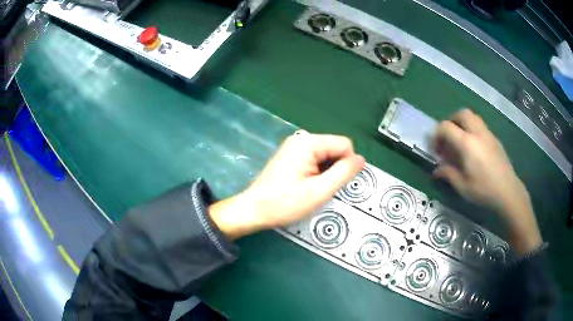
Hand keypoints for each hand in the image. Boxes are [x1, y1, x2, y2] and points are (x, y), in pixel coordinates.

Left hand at [209, 132, 364, 239]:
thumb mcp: (320, 191)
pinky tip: (305, 186)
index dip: (346, 165)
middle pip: (334, 148)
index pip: (344, 144)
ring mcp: (294, 147)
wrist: (253, 210)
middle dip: (335, 168)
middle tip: (322, 189)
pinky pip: (314, 159)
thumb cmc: (285, 203)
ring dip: (326, 172)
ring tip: (312, 189)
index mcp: (308, 142)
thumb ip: (343, 173)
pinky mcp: (290, 156)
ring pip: (325, 155)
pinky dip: (316, 172)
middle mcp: (301, 139)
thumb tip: (361, 159)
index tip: (334, 185)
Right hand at [433, 109, 541, 254]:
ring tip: (461, 142)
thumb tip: (437, 170)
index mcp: (467, 143)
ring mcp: (488, 134)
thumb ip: (448, 174)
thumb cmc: (484, 190)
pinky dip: (473, 131)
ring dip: (463, 124)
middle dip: (451, 121)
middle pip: (461, 113)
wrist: (508, 191)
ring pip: (473, 117)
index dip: (437, 135)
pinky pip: (481, 126)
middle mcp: (477, 133)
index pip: (446, 127)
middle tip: (449, 138)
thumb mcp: (462, 186)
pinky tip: (475, 150)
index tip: (437, 149)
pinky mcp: (495, 139)